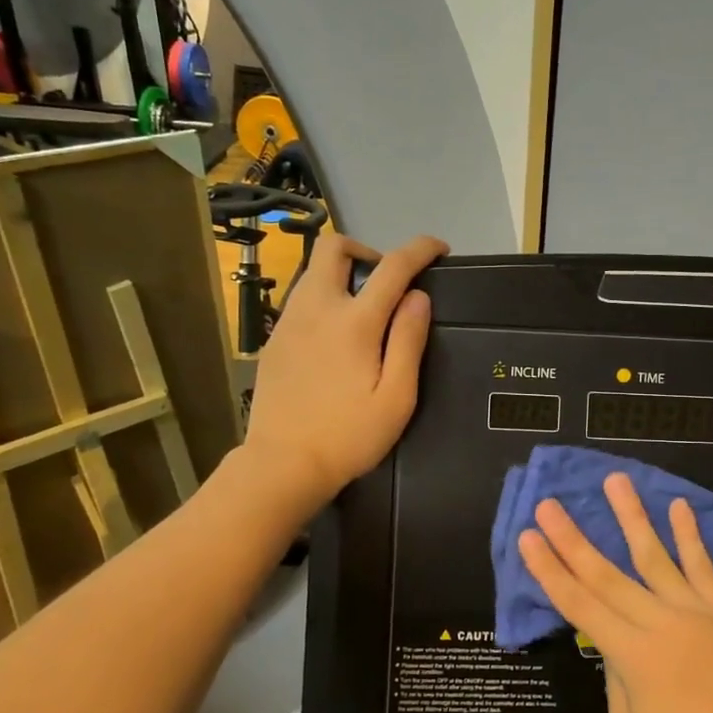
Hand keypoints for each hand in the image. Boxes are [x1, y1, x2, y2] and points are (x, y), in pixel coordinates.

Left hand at [244, 233, 446, 510]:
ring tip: (364, 308)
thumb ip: (409, 340)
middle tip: (387, 281)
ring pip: (313, 272)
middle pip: (334, 248)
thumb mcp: (397, 396)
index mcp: (355, 322)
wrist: (282, 464)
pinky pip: (301, 299)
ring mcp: (289, 322)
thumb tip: (418, 297)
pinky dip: (324, 298)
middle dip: (366, 250)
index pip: (393, 266)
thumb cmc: (349, 435)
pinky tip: (335, 336)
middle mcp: (317, 309)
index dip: (419, 249)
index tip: (439, 248)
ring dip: (343, 274)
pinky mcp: (273, 339)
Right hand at [518, 473, 712, 712]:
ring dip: (632, 516)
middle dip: (573, 538)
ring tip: (616, 480)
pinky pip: (704, 568)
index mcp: (633, 655)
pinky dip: (690, 536)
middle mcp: (663, 623)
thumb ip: (615, 669)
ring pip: (657, 556)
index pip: (580, 604)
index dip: (550, 570)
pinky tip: (678, 506)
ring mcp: (697, 612)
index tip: (528, 536)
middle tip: (551, 504)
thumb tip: (614, 635)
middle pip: (608, 574)